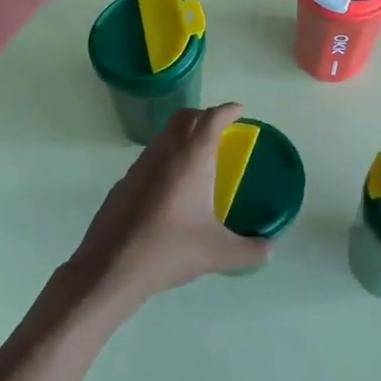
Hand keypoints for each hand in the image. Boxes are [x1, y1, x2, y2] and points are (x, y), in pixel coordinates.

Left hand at [65, 103, 268, 314]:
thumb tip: (270, 249)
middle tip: (220, 130)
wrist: (110, 269)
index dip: (227, 110)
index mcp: (192, 159)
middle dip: (204, 116)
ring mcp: (140, 166)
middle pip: (185, 117)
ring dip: (182, 135)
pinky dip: (165, 158)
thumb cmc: (169, 250)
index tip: (239, 111)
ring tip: (198, 158)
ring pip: (164, 135)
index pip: (212, 118)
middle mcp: (165, 152)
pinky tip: (171, 188)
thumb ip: (251, 251)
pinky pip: (150, 157)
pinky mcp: (124, 183)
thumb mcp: (218, 253)